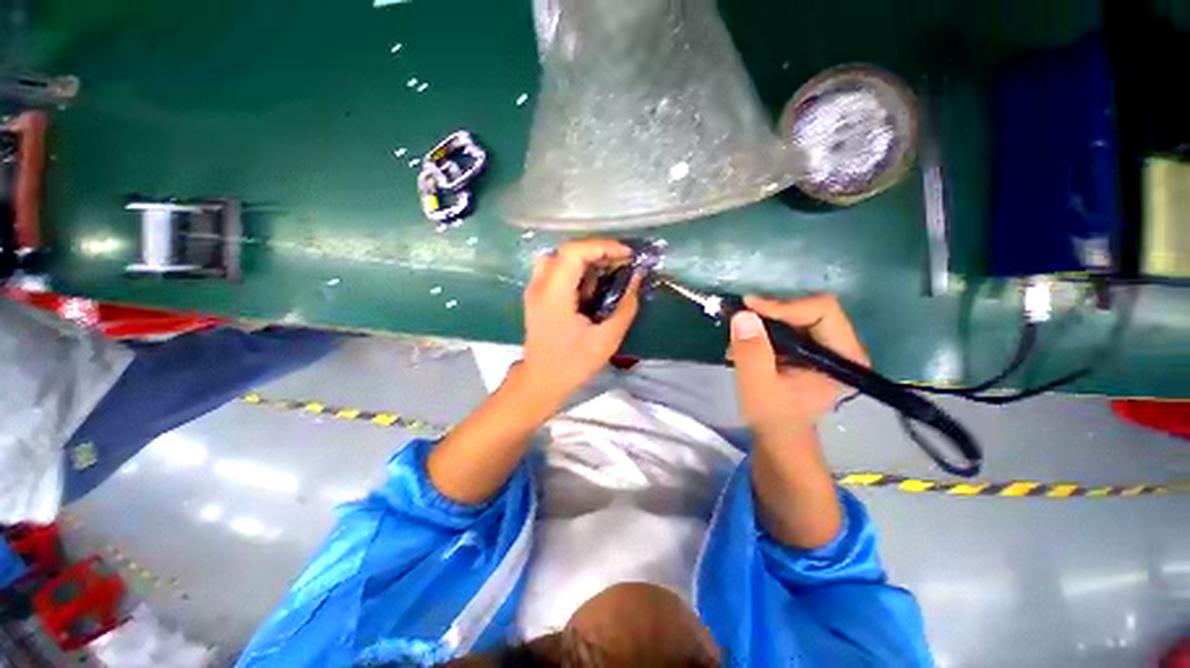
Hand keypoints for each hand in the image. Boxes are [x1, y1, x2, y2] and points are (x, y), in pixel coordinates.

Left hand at [519, 238, 641, 401]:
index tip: (627, 255)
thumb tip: (636, 279)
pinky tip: (594, 285)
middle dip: (598, 251)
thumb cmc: (572, 364)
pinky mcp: (537, 295)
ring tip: (610, 271)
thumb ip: (625, 307)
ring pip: (560, 257)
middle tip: (623, 263)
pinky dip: (578, 270)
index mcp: (554, 294)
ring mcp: (535, 289)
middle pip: (567, 250)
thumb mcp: (606, 339)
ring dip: (587, 259)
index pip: (573, 251)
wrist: (541, 381)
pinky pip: (557, 270)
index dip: (602, 246)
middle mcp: (540, 284)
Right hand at [728, 295, 869, 435]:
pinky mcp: (808, 350)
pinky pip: (787, 326)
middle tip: (739, 317)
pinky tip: (743, 346)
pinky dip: (763, 330)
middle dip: (771, 311)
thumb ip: (752, 352)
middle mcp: (841, 346)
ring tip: (738, 336)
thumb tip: (743, 315)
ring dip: (763, 321)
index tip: (749, 308)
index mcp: (844, 356)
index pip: (822, 311)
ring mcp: (825, 347)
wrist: (778, 437)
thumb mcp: (758, 387)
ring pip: (796, 315)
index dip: (785, 305)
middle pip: (809, 308)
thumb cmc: (773, 416)